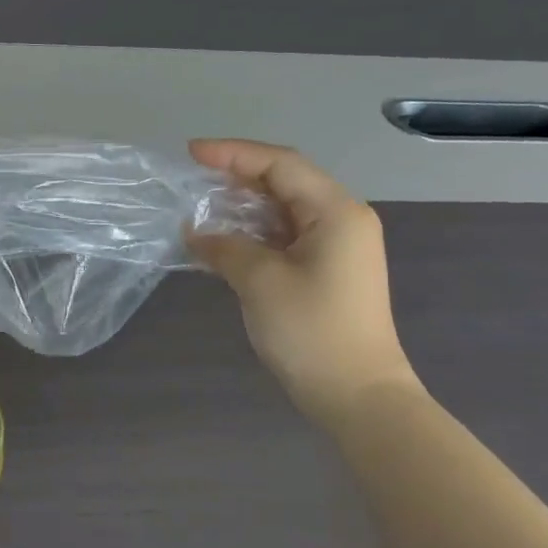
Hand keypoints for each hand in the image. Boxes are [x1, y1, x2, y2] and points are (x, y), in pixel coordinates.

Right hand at [187, 139, 417, 423]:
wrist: (356, 394)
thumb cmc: (312, 331)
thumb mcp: (260, 282)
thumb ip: (224, 247)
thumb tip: (195, 233)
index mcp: (335, 211)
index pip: (281, 164)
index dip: (234, 154)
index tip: (190, 153)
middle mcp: (341, 219)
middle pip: (286, 181)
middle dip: (238, 175)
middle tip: (192, 178)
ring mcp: (337, 246)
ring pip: (284, 209)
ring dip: (243, 205)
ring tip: (201, 205)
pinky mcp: (327, 270)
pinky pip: (285, 236)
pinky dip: (253, 232)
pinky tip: (223, 239)